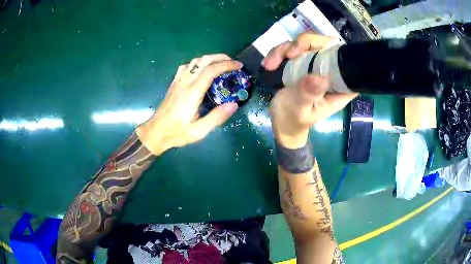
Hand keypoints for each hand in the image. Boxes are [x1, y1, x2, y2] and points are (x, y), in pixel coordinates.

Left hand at [136, 54, 241, 154]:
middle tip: (233, 62)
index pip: (211, 71)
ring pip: (194, 61)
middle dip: (220, 58)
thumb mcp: (198, 131)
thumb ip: (216, 118)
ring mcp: (178, 81)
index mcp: (192, 93)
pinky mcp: (174, 83)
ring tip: (221, 64)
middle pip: (203, 61)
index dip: (226, 65)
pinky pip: (186, 67)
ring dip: (210, 59)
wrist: (155, 132)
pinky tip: (201, 70)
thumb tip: (234, 104)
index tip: (238, 66)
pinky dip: (198, 64)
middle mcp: (185, 83)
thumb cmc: (176, 133)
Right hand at [263, 33, 357, 148]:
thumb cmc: (293, 120)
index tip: (316, 52)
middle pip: (325, 45)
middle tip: (287, 54)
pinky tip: (268, 64)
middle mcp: (330, 73)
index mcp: (338, 88)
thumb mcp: (299, 109)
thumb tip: (319, 77)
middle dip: (304, 44)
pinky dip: (279, 53)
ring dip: (285, 49)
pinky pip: (293, 48)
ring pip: (306, 44)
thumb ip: (308, 94)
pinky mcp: (303, 64)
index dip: (336, 51)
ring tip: (270, 64)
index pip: (347, 64)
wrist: (280, 122)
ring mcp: (316, 66)